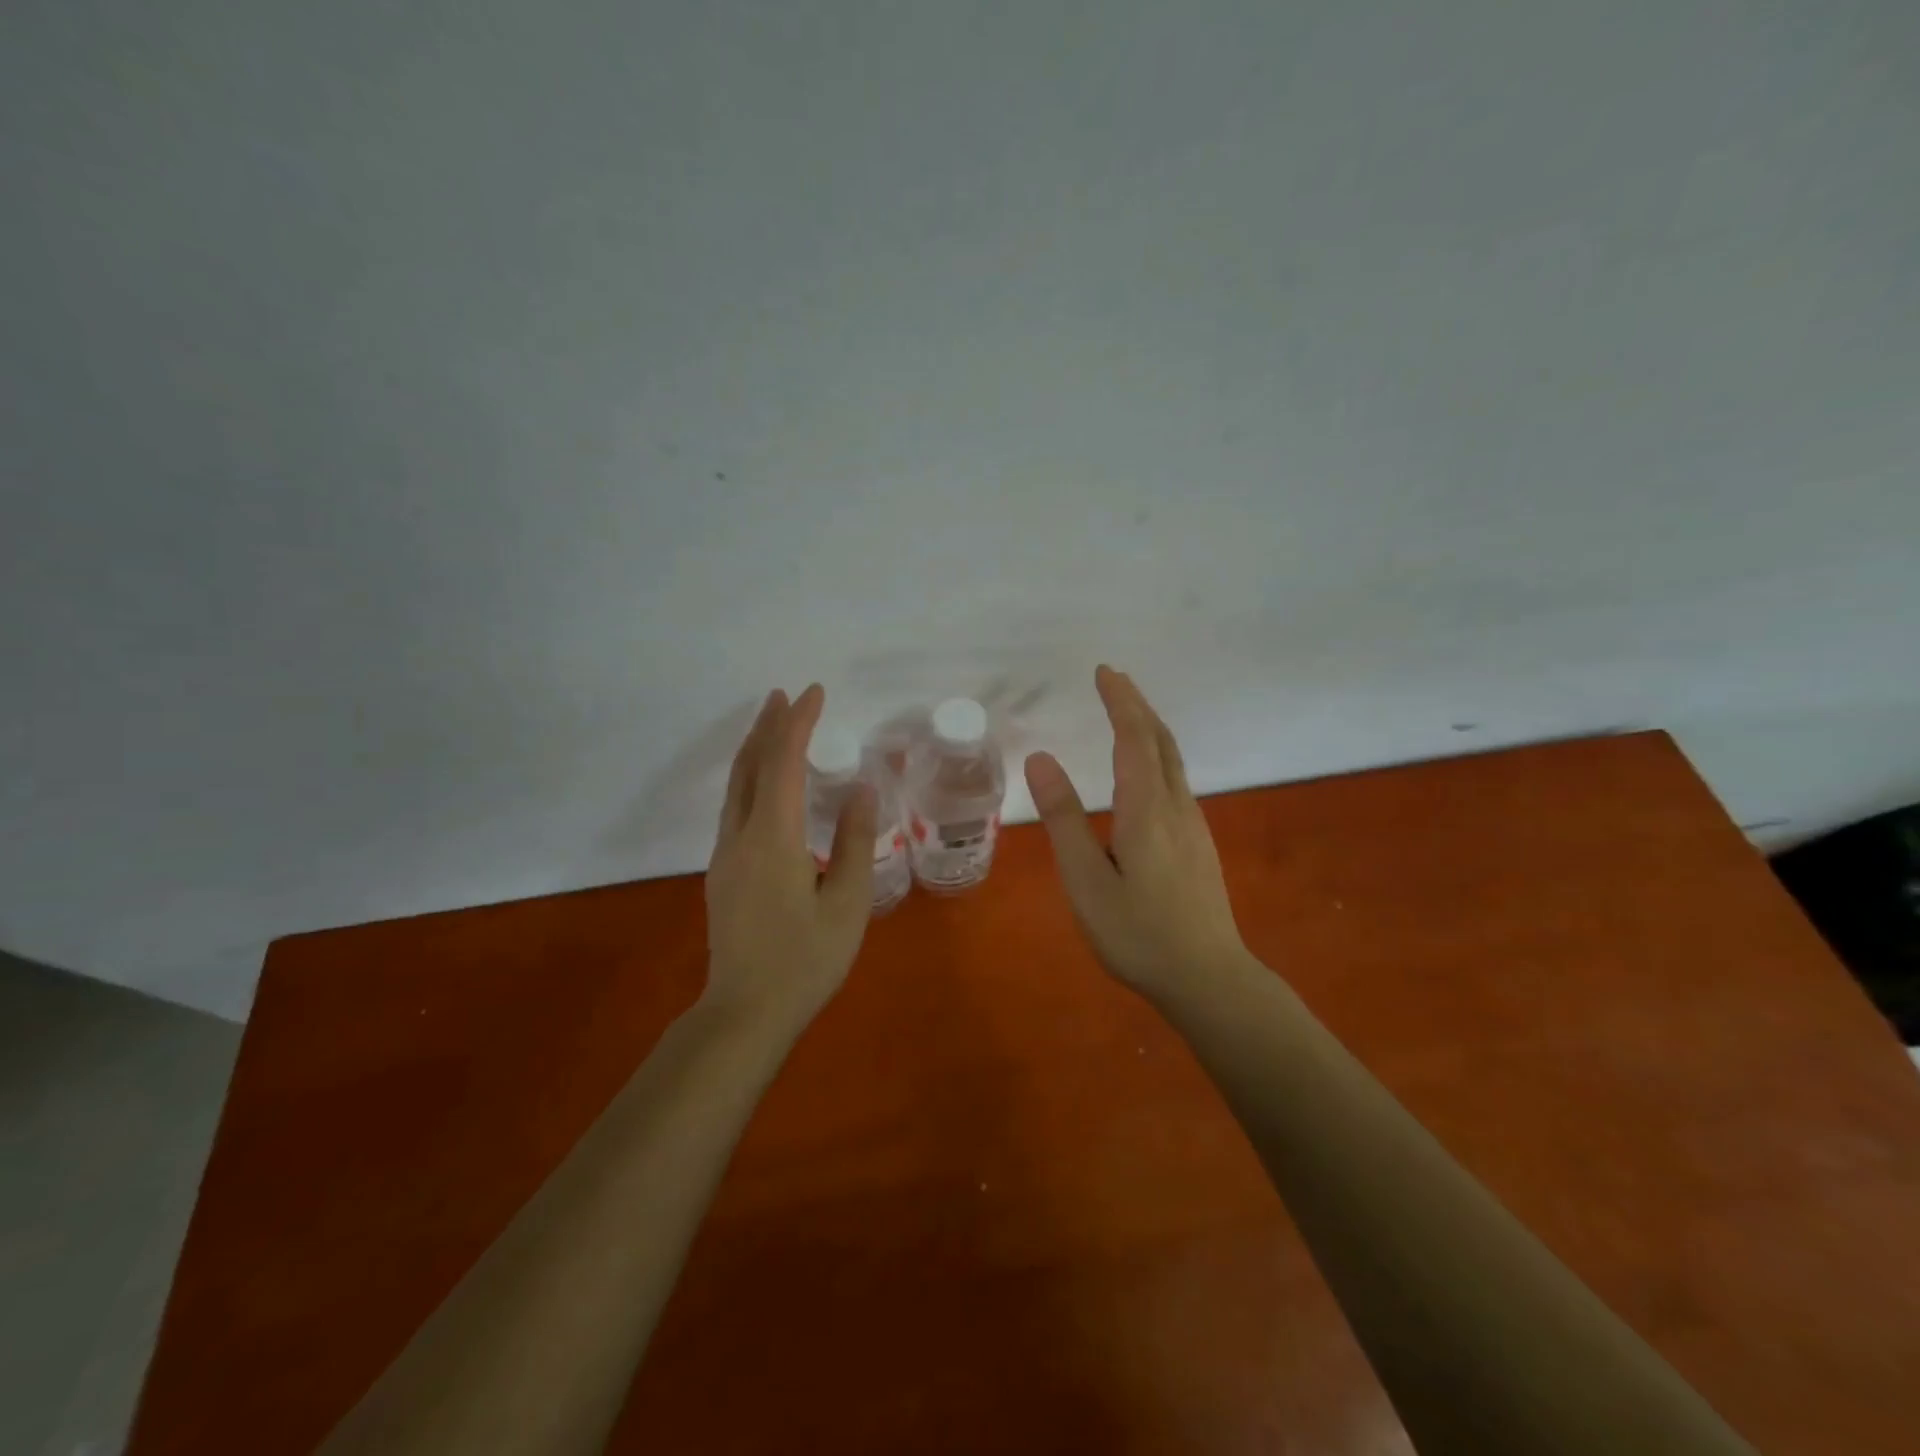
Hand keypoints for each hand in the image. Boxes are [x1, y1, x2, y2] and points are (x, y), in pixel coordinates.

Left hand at [705, 684, 875, 1030]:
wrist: (745, 1012)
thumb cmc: (806, 960)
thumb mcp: (847, 902)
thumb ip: (855, 841)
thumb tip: (862, 789)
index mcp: (772, 838)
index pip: (782, 763)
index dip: (797, 723)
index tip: (813, 693)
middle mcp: (740, 836)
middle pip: (749, 766)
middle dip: (767, 726)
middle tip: (784, 695)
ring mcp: (725, 855)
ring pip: (736, 787)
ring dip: (754, 750)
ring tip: (772, 725)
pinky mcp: (723, 873)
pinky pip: (735, 807)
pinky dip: (751, 778)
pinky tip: (765, 784)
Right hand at [1025, 665, 1251, 998]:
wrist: (1208, 979)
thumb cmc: (1138, 933)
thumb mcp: (1086, 879)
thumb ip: (1064, 818)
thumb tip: (1042, 759)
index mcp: (1146, 809)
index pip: (1134, 738)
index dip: (1120, 701)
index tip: (1104, 672)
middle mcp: (1176, 807)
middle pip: (1160, 741)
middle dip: (1137, 705)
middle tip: (1114, 679)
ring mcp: (1193, 825)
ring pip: (1173, 760)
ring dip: (1149, 728)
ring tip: (1126, 713)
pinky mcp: (1198, 843)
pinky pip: (1175, 780)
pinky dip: (1157, 754)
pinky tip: (1146, 770)